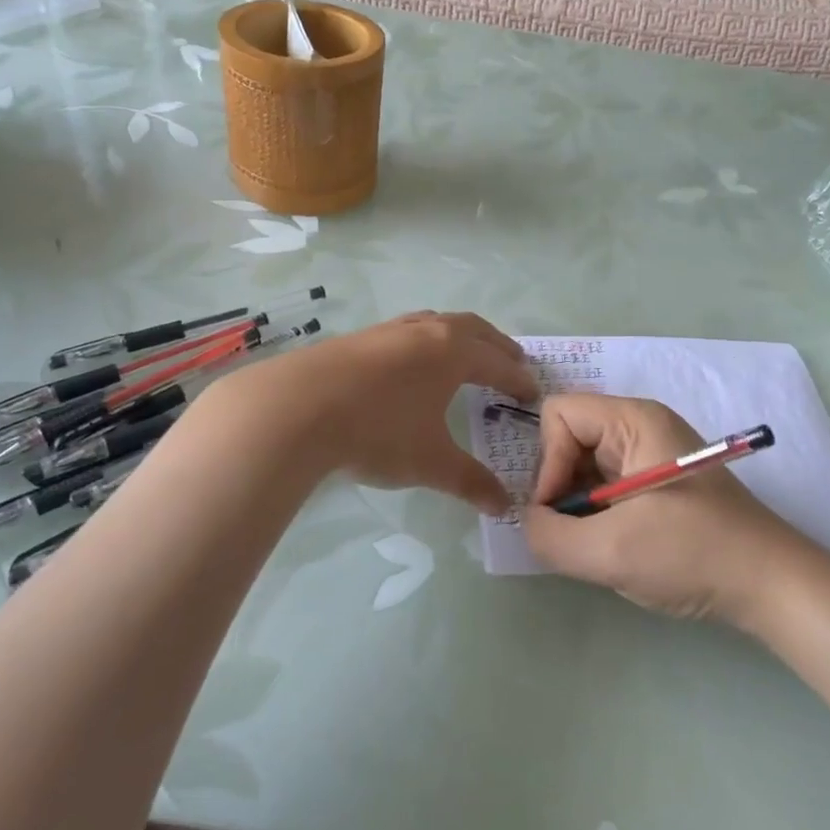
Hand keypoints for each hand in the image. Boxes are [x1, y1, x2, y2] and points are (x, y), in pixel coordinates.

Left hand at [216, 311, 535, 512]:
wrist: (297, 408)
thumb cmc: (378, 431)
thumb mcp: (431, 463)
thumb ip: (470, 482)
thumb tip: (503, 506)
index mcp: (452, 353)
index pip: (498, 363)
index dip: (518, 379)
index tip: (533, 393)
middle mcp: (425, 332)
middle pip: (473, 329)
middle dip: (496, 346)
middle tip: (513, 361)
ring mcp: (389, 331)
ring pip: (436, 323)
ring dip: (460, 336)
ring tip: (465, 353)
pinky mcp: (358, 338)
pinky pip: (407, 331)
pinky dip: (425, 341)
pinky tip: (410, 362)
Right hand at [523, 395, 803, 624]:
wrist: (772, 587)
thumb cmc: (694, 554)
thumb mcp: (611, 551)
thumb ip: (550, 536)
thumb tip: (529, 522)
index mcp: (633, 420)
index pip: (559, 414)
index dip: (546, 461)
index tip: (557, 511)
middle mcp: (640, 426)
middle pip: (569, 438)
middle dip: (560, 486)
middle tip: (572, 533)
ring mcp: (651, 454)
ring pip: (584, 465)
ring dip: (577, 506)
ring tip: (595, 545)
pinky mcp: (657, 482)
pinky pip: (605, 485)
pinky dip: (596, 515)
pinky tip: (614, 546)